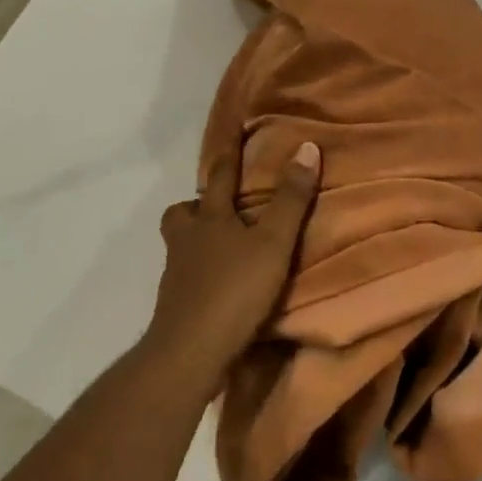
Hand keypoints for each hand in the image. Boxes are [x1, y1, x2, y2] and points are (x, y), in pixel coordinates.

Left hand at [146, 141, 321, 391]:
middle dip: (196, 204)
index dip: (229, 151)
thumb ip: (291, 199)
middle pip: (181, 212)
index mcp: (210, 218)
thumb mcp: (273, 243)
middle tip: (217, 205)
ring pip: (180, 244)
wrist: (188, 353)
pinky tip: (218, 286)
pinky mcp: (175, 305)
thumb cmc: (234, 290)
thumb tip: (306, 147)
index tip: (232, 127)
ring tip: (222, 248)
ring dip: (196, 240)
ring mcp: (176, 273)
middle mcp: (187, 239)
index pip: (220, 174)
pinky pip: (185, 277)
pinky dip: (199, 274)